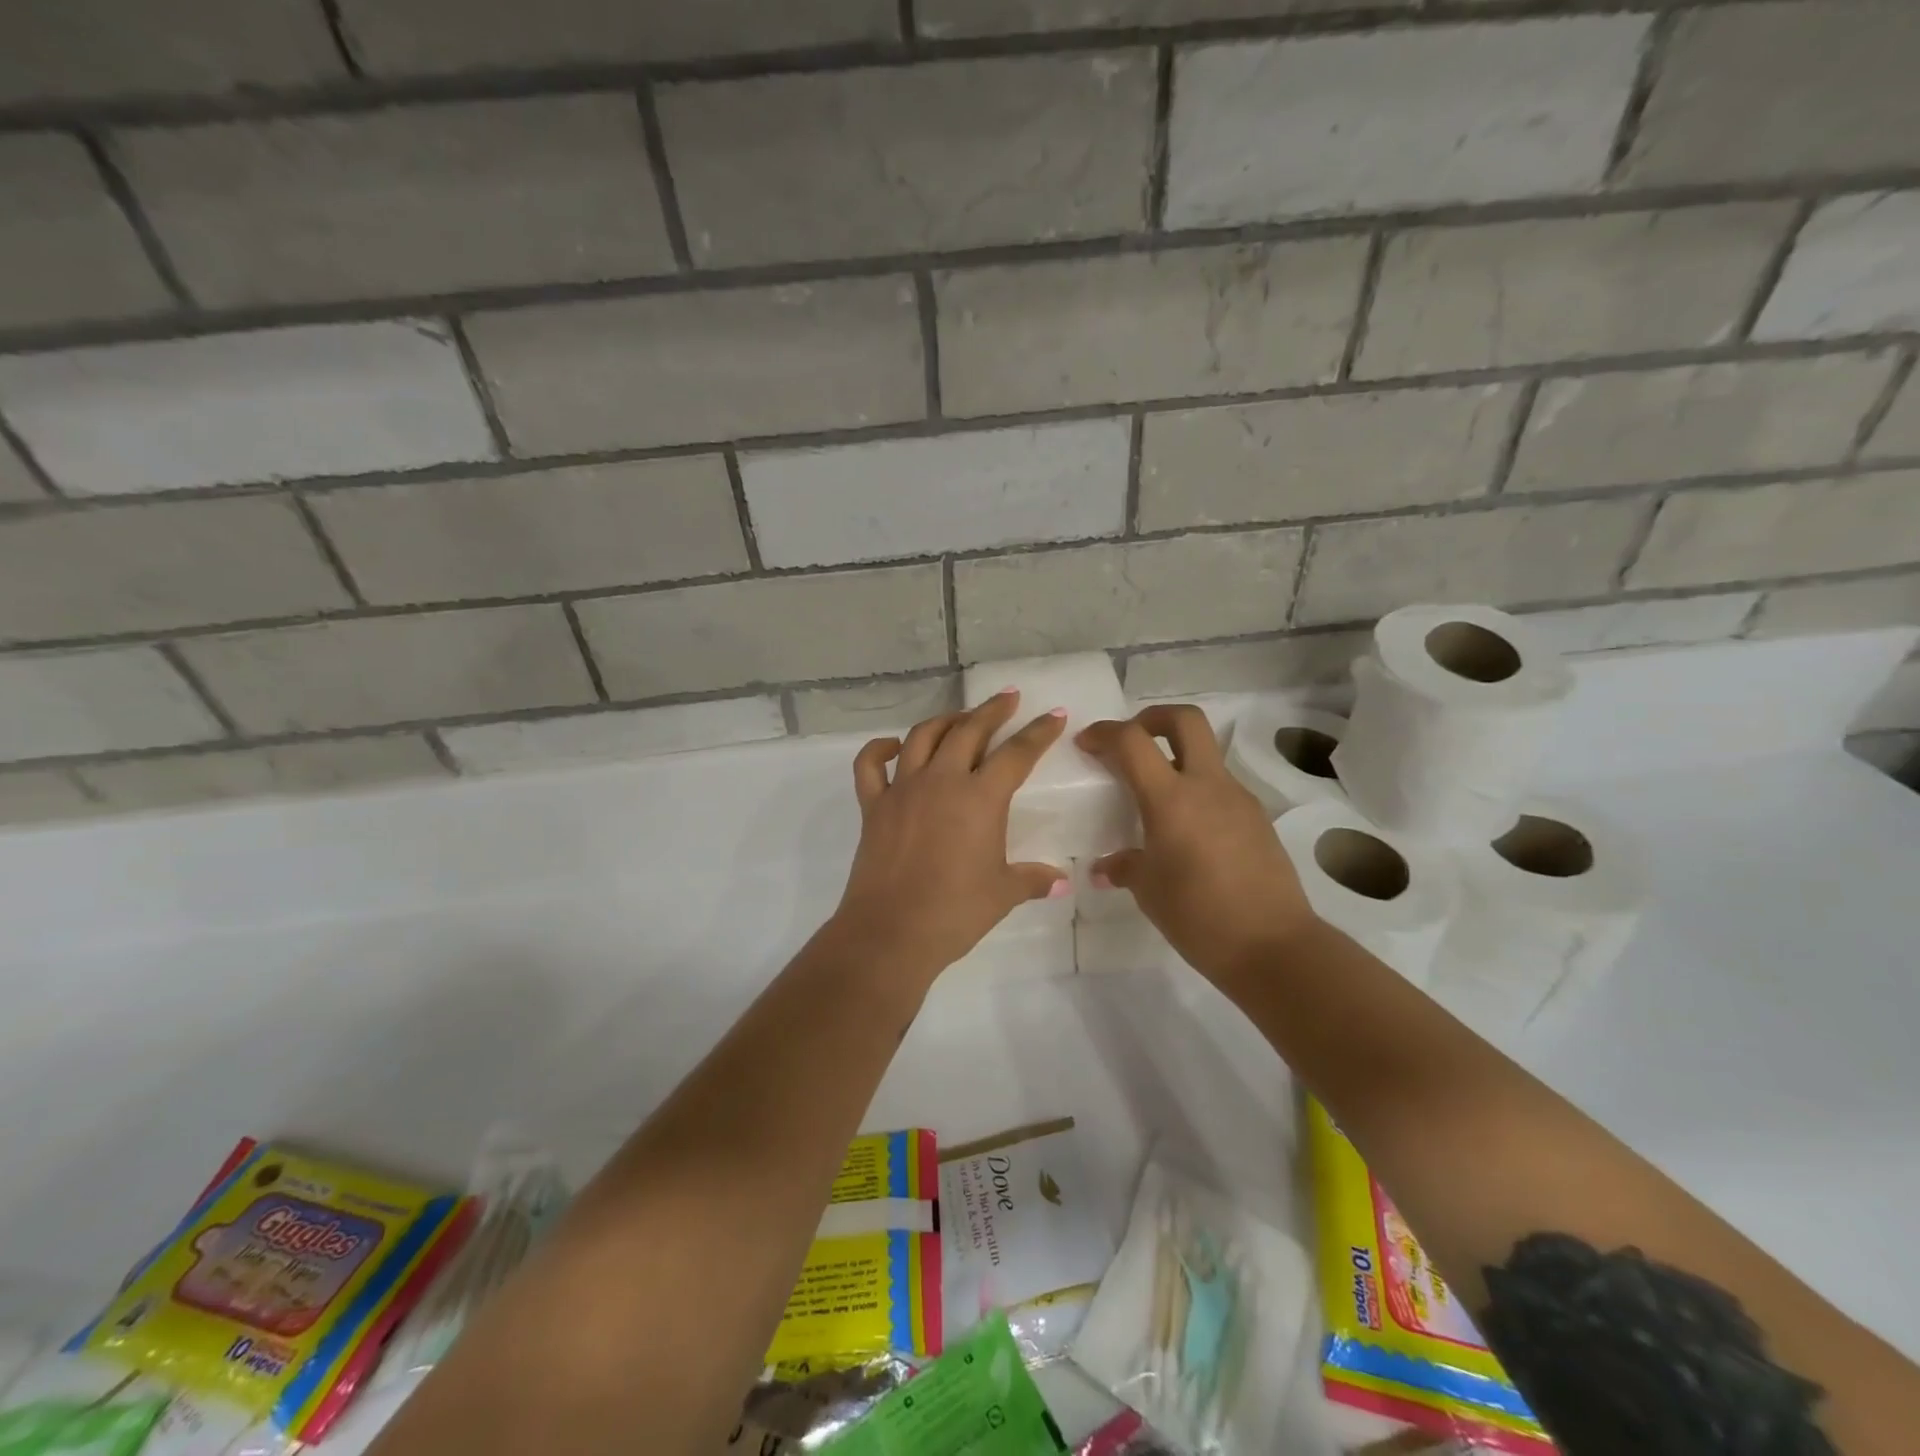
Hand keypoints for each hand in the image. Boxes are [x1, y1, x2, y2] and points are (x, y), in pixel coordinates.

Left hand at [830, 691, 1068, 982]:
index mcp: (980, 798)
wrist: (891, 932)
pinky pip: (870, 765)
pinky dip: (880, 749)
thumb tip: (1063, 881)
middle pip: (969, 730)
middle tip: (1008, 697)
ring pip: (923, 736)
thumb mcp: (1003, 893)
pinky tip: (894, 747)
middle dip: (993, 710)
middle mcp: (942, 781)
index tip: (1055, 715)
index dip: (1039, 732)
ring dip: (945, 720)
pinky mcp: (873, 805)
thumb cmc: (955, 912)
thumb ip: (1033, 879)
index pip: (1017, 753)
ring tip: (961, 718)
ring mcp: (903, 789)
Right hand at [1078, 705, 1317, 984]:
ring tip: (1155, 797)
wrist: (1274, 947)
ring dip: (1176, 758)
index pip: (1132, 741)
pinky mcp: (1257, 819)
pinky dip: (1196, 790)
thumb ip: (1124, 866)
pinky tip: (1186, 830)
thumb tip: (1107, 867)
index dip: (1105, 732)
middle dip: (1151, 717)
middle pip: (1184, 720)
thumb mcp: (1149, 891)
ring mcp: (1238, 799)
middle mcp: (1207, 786)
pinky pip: (1220, 788)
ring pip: (1205, 754)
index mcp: (1172, 799)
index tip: (1087, 744)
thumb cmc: (1199, 916)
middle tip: (1131, 740)